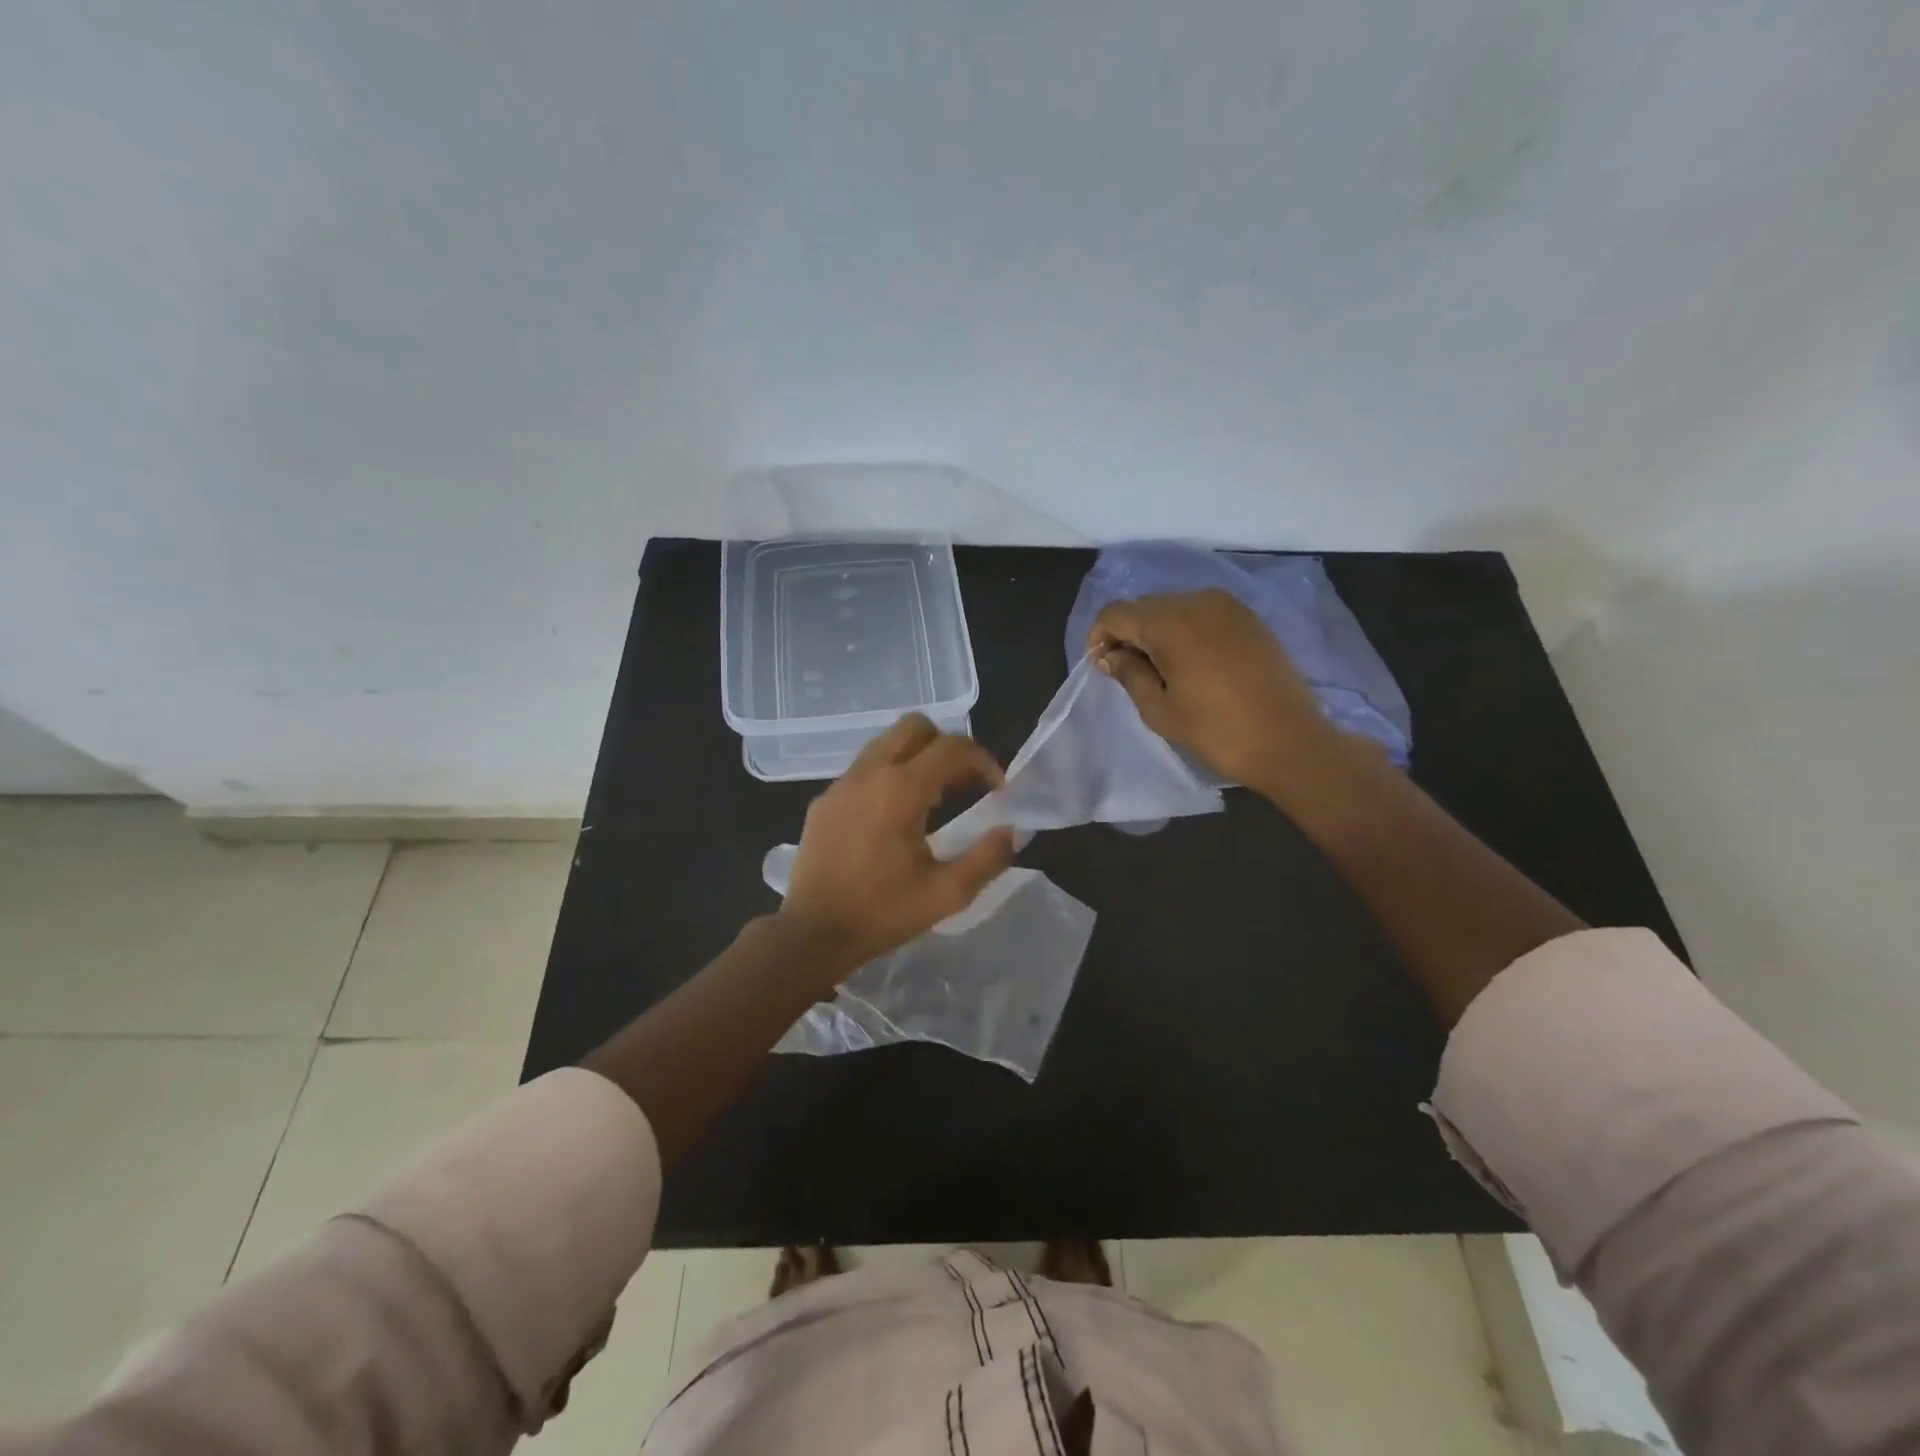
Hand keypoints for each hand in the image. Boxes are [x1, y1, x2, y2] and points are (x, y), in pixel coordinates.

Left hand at [780, 715, 1017, 972]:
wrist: (812, 934)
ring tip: (933, 800)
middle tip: (964, 784)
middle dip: (947, 746)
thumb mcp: (947, 894)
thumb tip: (1013, 831)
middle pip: (915, 727)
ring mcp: (840, 785)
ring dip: (917, 758)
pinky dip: (888, 776)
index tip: (998, 790)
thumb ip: (988, 858)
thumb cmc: (882, 913)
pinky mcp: (823, 802)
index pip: (952, 748)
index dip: (984, 762)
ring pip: (886, 744)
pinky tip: (893, 818)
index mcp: (900, 789)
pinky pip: (863, 770)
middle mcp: (868, 773)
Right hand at [1089, 589, 1349, 795]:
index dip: (1099, 637)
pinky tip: (1191, 662)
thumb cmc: (1217, 731)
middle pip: (1144, 606)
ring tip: (1161, 669)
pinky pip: (1202, 613)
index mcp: (1170, 623)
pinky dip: (1186, 630)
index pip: (1116, 613)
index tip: (1102, 667)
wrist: (1290, 741)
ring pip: (1173, 606)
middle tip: (1128, 671)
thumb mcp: (1160, 709)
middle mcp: (1198, 601)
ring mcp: (1228, 606)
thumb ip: (1129, 674)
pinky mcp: (1249, 618)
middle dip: (1128, 633)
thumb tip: (1110, 656)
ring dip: (1157, 631)